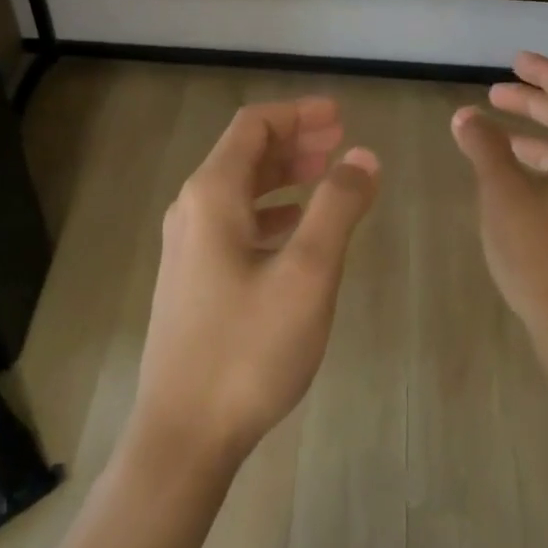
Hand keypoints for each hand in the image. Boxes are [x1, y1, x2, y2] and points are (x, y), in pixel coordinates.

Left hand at [133, 97, 379, 472]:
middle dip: (294, 141)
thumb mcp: (308, 273)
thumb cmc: (249, 349)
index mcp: (212, 196)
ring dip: (283, 176)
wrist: (184, 433)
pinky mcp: (193, 279)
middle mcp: (192, 211)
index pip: (254, 126)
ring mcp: (188, 247)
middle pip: (244, 154)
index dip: (298, 113)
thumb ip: (337, 207)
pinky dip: (271, 212)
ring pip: (240, 190)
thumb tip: (362, 157)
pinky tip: (297, 230)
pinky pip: (235, 224)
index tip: (340, 116)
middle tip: (340, 142)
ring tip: (326, 177)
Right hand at [451, 53, 547, 365]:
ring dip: (534, 134)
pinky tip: (510, 178)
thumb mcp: (504, 195)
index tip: (513, 61)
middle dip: (534, 101)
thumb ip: (485, 148)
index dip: (542, 70)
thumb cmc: (543, 255)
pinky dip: (540, 164)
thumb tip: (466, 115)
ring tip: (494, 132)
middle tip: (495, 94)